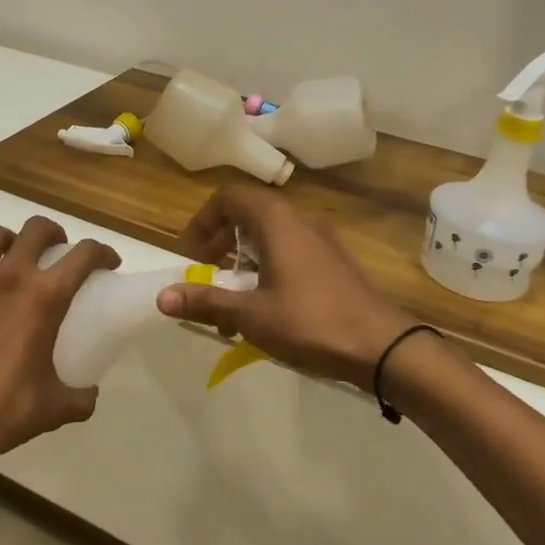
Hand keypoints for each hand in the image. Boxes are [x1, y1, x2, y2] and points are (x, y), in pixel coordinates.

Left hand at [0, 215, 118, 475]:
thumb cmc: (1, 412)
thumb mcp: (54, 409)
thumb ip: (79, 397)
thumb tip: (87, 394)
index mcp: (43, 297)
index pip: (84, 255)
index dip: (102, 253)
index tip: (107, 263)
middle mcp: (7, 277)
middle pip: (36, 228)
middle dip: (53, 234)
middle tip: (57, 253)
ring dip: (9, 244)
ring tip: (13, 265)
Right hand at [155, 188, 413, 389]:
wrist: (383, 346)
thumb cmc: (310, 322)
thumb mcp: (250, 315)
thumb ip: (205, 302)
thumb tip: (161, 297)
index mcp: (276, 221)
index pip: (228, 198)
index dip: (202, 222)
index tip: (190, 255)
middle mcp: (298, 220)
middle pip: (248, 213)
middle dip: (219, 241)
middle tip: (205, 273)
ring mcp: (320, 240)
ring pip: (269, 234)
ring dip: (243, 258)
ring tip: (231, 297)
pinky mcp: (333, 261)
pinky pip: (290, 250)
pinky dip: (267, 267)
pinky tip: (265, 307)